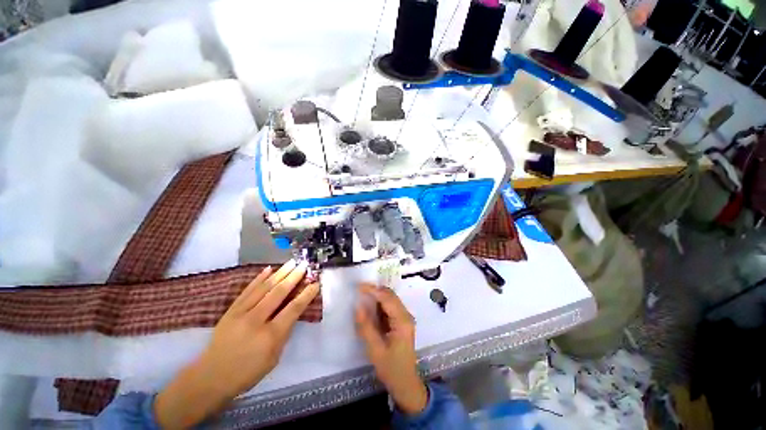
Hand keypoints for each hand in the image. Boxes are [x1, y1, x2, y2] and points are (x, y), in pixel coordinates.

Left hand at [154, 260, 319, 428]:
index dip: (306, 295)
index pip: (293, 309)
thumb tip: (293, 313)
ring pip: (264, 288)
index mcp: (270, 336)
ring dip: (280, 273)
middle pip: (279, 293)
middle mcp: (256, 320)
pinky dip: (258, 278)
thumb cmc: (247, 372)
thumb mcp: (273, 358)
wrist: (210, 377)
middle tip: (304, 265)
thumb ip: (284, 333)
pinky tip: (268, 269)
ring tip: (291, 262)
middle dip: (294, 277)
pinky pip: (247, 290)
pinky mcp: (230, 311)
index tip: (315, 283)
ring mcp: (241, 313)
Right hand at [355, 284, 427, 415]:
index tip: (359, 287)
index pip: (387, 298)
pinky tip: (370, 307)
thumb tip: (358, 306)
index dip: (373, 290)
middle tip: (359, 290)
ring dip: (377, 296)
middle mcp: (406, 315)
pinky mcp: (402, 322)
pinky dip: (380, 304)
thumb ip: (366, 327)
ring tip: (362, 296)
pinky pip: (390, 307)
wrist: (406, 383)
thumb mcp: (375, 350)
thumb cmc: (391, 368)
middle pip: (391, 296)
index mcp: (402, 321)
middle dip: (375, 291)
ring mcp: (405, 318)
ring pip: (391, 300)